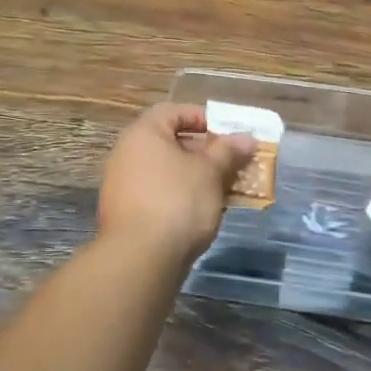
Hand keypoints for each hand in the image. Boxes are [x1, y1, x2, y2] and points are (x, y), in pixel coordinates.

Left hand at [96, 104, 255, 265]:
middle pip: (169, 142)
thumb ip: (229, 151)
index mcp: (143, 134)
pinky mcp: (126, 214)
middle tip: (230, 163)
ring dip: (195, 176)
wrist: (141, 258)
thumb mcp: (211, 172)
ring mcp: (123, 186)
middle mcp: (126, 154)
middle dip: (203, 151)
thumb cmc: (178, 201)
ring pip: (166, 171)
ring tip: (223, 189)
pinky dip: (181, 196)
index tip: (226, 133)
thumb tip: (247, 138)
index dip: (201, 117)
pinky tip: (203, 211)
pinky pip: (158, 194)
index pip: (172, 112)